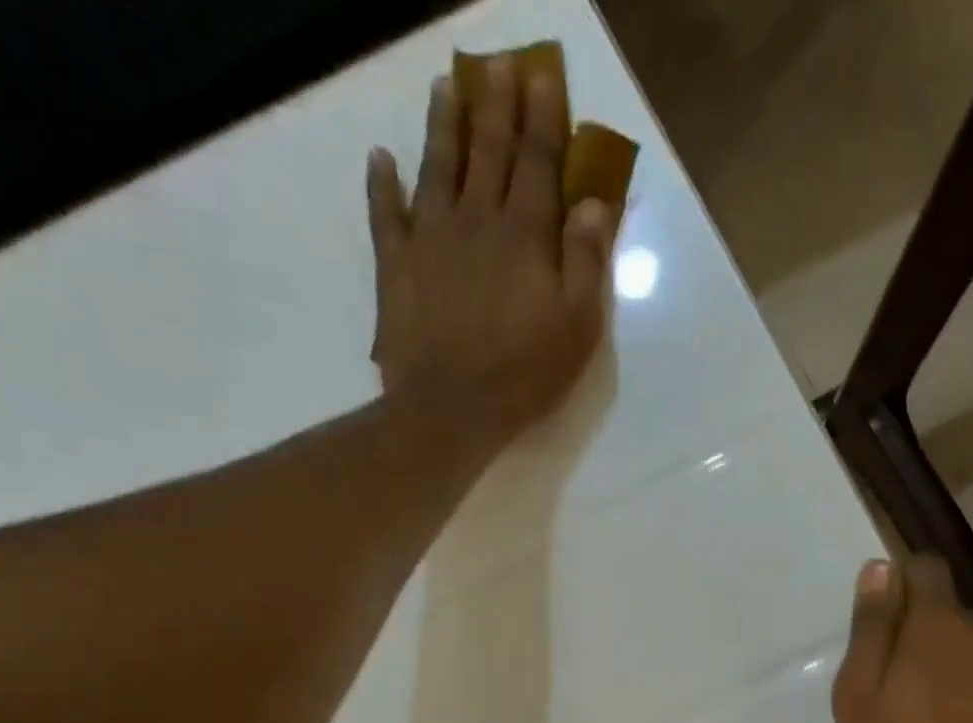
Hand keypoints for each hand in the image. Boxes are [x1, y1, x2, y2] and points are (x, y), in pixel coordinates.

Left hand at [366, 59, 612, 452]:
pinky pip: (385, 212)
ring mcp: (430, 237)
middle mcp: (476, 219)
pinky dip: (381, 183)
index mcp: (525, 234)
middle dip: (496, 103)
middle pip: (488, 149)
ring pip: (437, 165)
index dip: (542, 118)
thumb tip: (593, 204)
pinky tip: (380, 159)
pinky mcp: (396, 264)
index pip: (537, 161)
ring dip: (443, 123)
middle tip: (499, 65)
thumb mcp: (577, 327)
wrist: (451, 406)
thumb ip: (587, 262)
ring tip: (446, 87)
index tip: (542, 78)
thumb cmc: (525, 373)